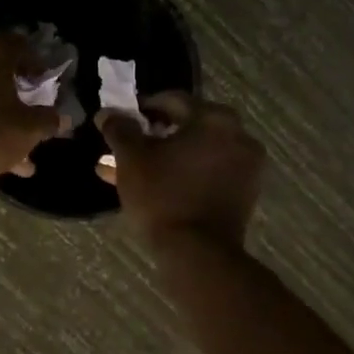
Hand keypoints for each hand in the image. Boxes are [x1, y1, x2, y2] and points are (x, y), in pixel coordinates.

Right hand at [96, 93, 264, 247]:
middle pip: (187, 125)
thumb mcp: (131, 158)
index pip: (172, 100)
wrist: (198, 253)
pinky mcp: (244, 192)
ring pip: (196, 151)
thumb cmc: (163, 196)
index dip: (142, 107)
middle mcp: (238, 136)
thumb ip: (119, 129)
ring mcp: (246, 166)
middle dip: (153, 134)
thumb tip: (107, 113)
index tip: (122, 119)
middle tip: (128, 144)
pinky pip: (209, 171)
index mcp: (214, 119)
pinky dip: (184, 172)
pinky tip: (156, 184)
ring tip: (133, 169)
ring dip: (166, 156)